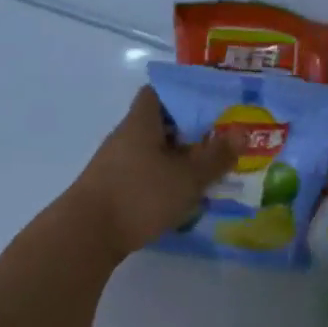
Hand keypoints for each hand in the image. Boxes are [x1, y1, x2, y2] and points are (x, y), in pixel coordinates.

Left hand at [62, 86, 240, 263]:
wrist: (87, 234)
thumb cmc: (139, 195)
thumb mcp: (186, 177)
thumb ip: (215, 156)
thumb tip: (240, 133)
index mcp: (141, 122)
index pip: (159, 92)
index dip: (185, 95)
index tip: (212, 107)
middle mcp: (125, 137)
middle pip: (160, 124)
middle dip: (190, 133)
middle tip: (221, 144)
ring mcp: (115, 164)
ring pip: (153, 153)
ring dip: (178, 161)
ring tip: (208, 174)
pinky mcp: (112, 190)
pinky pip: (144, 176)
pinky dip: (163, 181)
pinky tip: (182, 198)